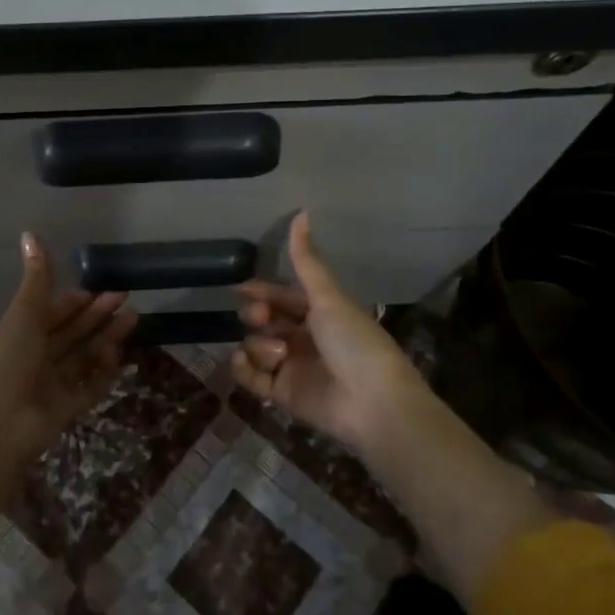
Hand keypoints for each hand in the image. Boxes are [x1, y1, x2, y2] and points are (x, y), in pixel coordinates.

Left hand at [0, 233, 138, 460]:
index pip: (49, 312)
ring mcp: (47, 386)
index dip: (74, 300)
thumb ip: (36, 278)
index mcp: (14, 333)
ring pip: (82, 357)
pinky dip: (102, 372)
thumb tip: (30, 232)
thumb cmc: (3, 363)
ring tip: (134, 318)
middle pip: (70, 332)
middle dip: (97, 315)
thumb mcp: (22, 314)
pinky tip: (118, 355)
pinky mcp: (62, 410)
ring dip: (106, 338)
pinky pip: (87, 387)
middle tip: (126, 298)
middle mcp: (30, 357)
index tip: (99, 289)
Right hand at [233, 213, 429, 456]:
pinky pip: (251, 378)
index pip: (283, 297)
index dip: (262, 291)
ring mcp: (292, 368)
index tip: (241, 289)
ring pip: (256, 347)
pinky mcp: (283, 395)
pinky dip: (244, 368)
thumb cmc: (355, 342)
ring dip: (259, 344)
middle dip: (256, 314)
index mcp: (321, 314)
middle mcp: (304, 339)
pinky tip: (247, 361)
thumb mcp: (329, 296)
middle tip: (261, 316)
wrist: (373, 403)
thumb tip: (301, 212)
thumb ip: (307, 260)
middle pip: (265, 320)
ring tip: (279, 353)